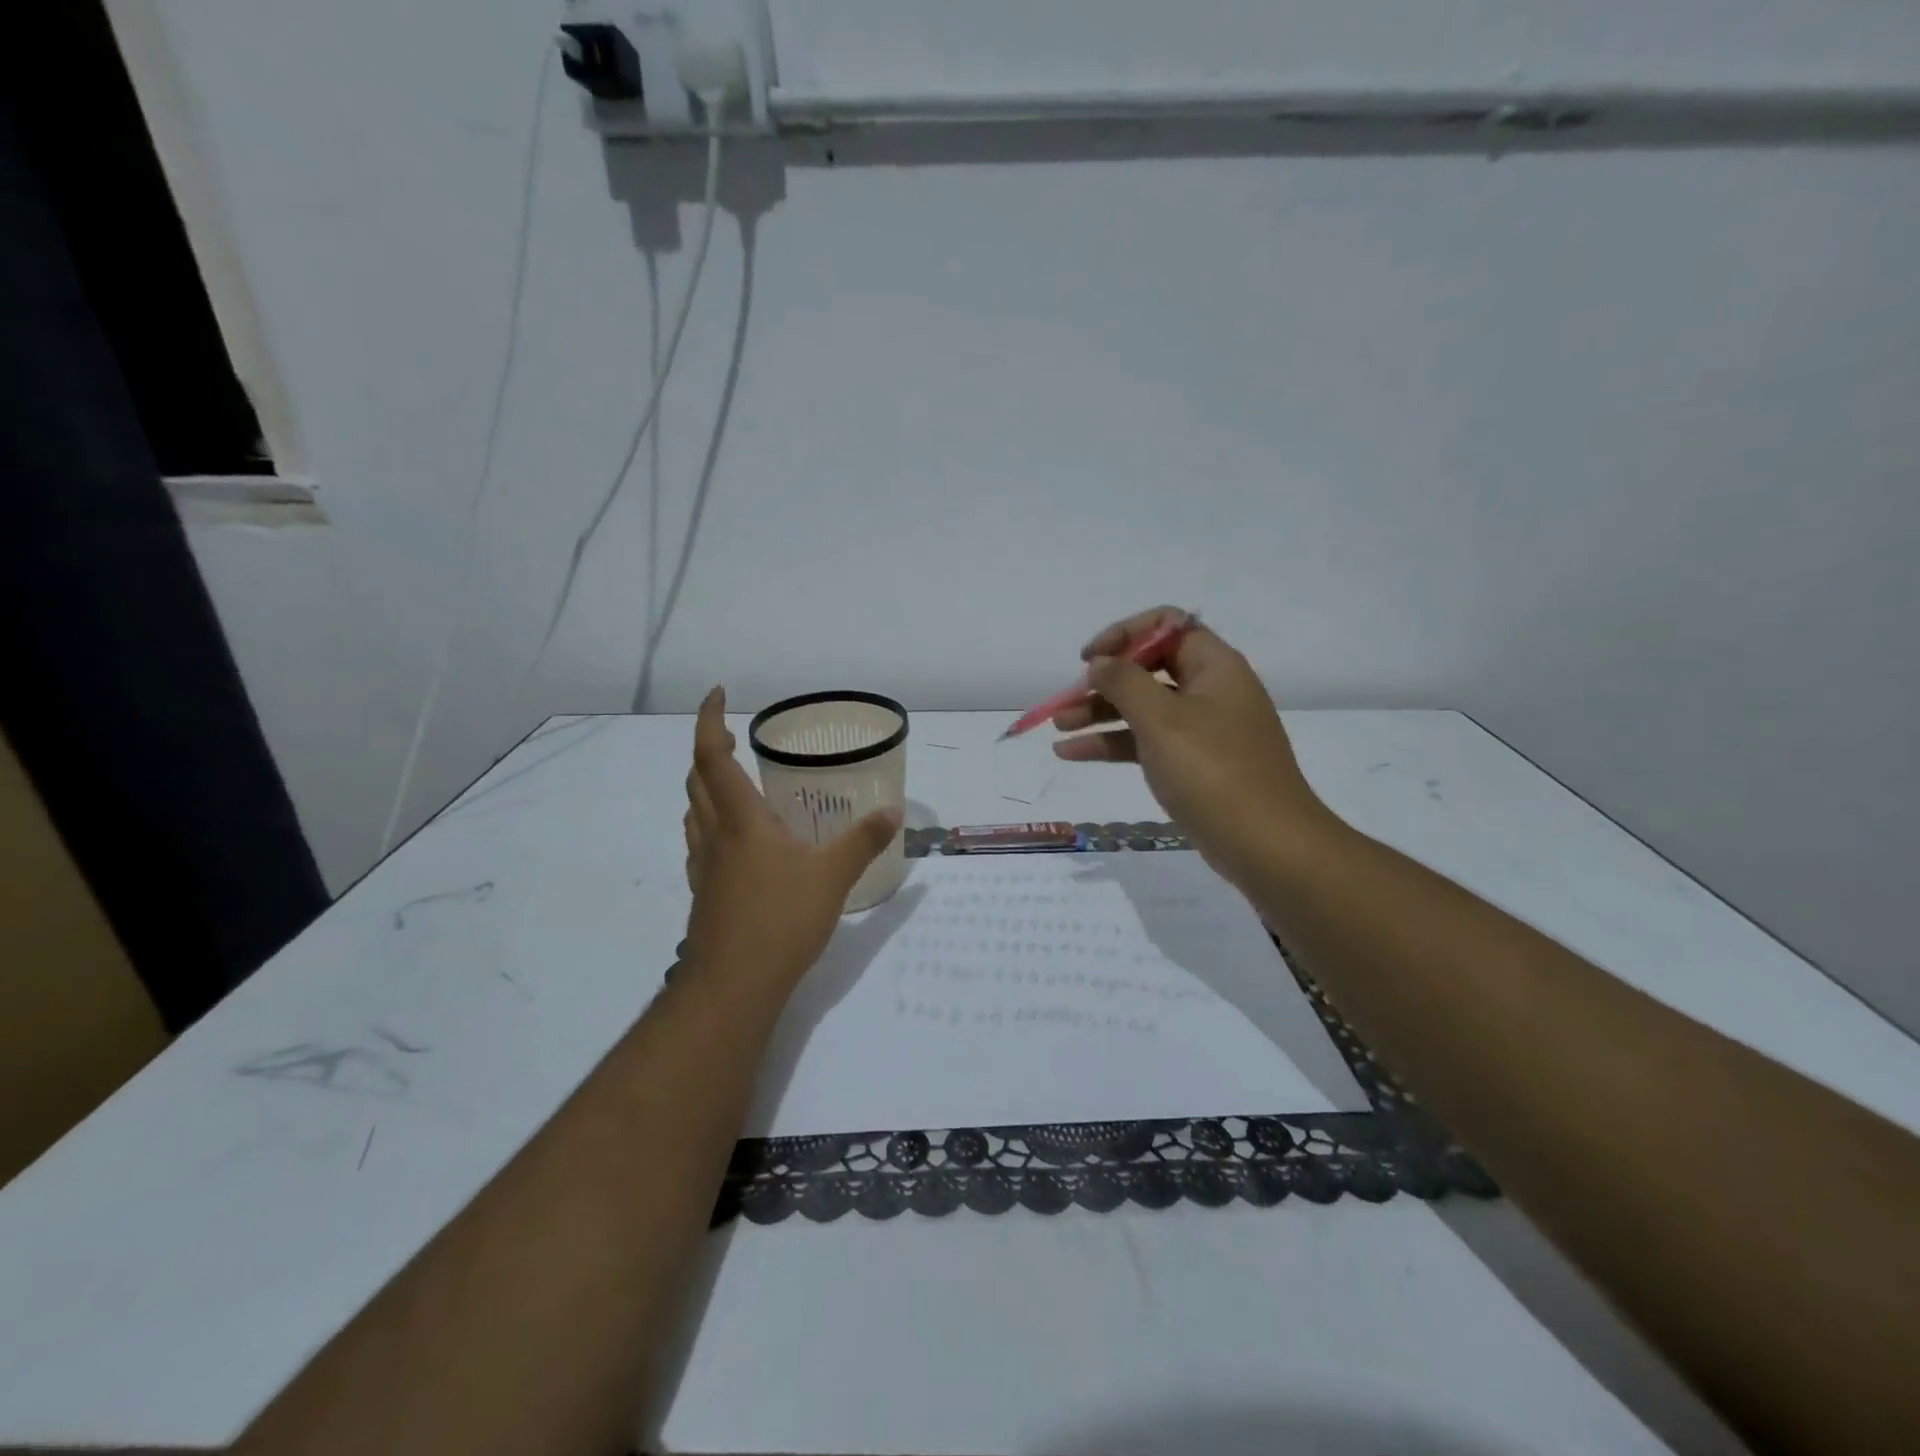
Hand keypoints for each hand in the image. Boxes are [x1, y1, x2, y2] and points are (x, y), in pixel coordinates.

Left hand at [682, 687, 902, 986]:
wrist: (732, 986)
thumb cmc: (780, 921)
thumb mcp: (832, 876)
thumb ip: (863, 840)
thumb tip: (893, 811)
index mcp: (741, 820)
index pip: (711, 757)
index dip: (707, 720)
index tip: (716, 693)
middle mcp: (715, 835)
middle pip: (696, 780)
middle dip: (706, 750)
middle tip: (729, 736)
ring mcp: (704, 866)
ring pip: (693, 811)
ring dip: (704, 786)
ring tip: (732, 781)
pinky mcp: (705, 892)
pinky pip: (701, 841)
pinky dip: (710, 822)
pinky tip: (737, 840)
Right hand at [1052, 608, 1333, 885]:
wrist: (1265, 844)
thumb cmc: (1213, 771)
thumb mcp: (1161, 719)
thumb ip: (1124, 682)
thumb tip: (1100, 662)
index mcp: (1214, 666)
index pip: (1167, 625)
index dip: (1124, 634)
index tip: (1090, 659)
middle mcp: (1210, 690)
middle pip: (1149, 669)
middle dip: (1104, 681)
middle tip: (1066, 700)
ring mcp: (1202, 730)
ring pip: (1143, 708)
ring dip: (1100, 713)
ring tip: (1058, 727)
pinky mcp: (1193, 764)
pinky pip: (1147, 742)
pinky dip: (1113, 744)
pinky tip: (1073, 753)